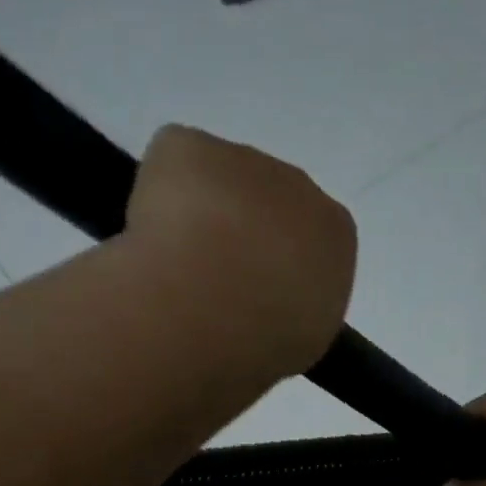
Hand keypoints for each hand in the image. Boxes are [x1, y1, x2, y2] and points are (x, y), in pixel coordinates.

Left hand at [127, 125, 356, 376]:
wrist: (213, 306)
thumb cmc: (269, 335)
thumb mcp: (304, 337)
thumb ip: (295, 309)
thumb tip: (268, 306)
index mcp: (334, 232)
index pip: (309, 239)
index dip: (277, 265)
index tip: (252, 294)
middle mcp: (297, 185)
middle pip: (265, 202)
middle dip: (239, 233)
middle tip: (211, 283)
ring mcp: (243, 158)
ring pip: (215, 183)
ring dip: (197, 215)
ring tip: (175, 268)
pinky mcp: (189, 147)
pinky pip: (171, 165)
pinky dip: (156, 195)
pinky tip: (150, 238)